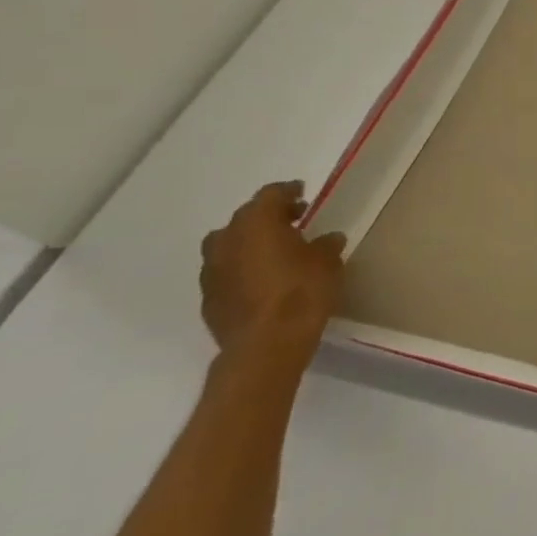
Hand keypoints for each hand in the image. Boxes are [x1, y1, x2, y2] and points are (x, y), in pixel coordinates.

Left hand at [199, 181, 345, 371]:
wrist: (266, 344)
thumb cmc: (302, 292)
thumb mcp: (328, 262)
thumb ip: (325, 244)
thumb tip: (327, 238)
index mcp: (257, 224)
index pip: (270, 195)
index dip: (288, 191)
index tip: (303, 192)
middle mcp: (227, 240)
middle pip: (245, 217)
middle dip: (269, 216)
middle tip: (294, 220)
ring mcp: (211, 270)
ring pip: (229, 244)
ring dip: (250, 242)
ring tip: (275, 250)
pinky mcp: (208, 296)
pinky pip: (226, 270)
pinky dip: (242, 266)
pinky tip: (262, 278)